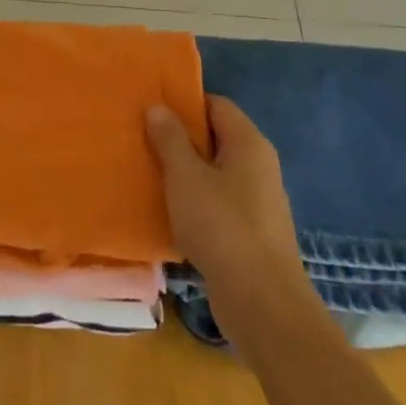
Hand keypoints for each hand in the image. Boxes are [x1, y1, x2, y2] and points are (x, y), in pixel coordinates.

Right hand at [146, 95, 302, 291]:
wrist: (262, 301)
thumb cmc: (221, 226)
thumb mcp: (185, 176)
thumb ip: (170, 140)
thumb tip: (158, 107)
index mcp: (249, 143)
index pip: (217, 105)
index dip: (185, 103)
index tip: (152, 108)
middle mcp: (259, 165)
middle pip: (217, 138)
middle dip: (181, 138)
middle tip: (143, 138)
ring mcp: (259, 201)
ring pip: (216, 173)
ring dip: (186, 172)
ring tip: (150, 173)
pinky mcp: (252, 232)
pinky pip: (219, 202)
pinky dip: (196, 200)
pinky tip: (170, 211)